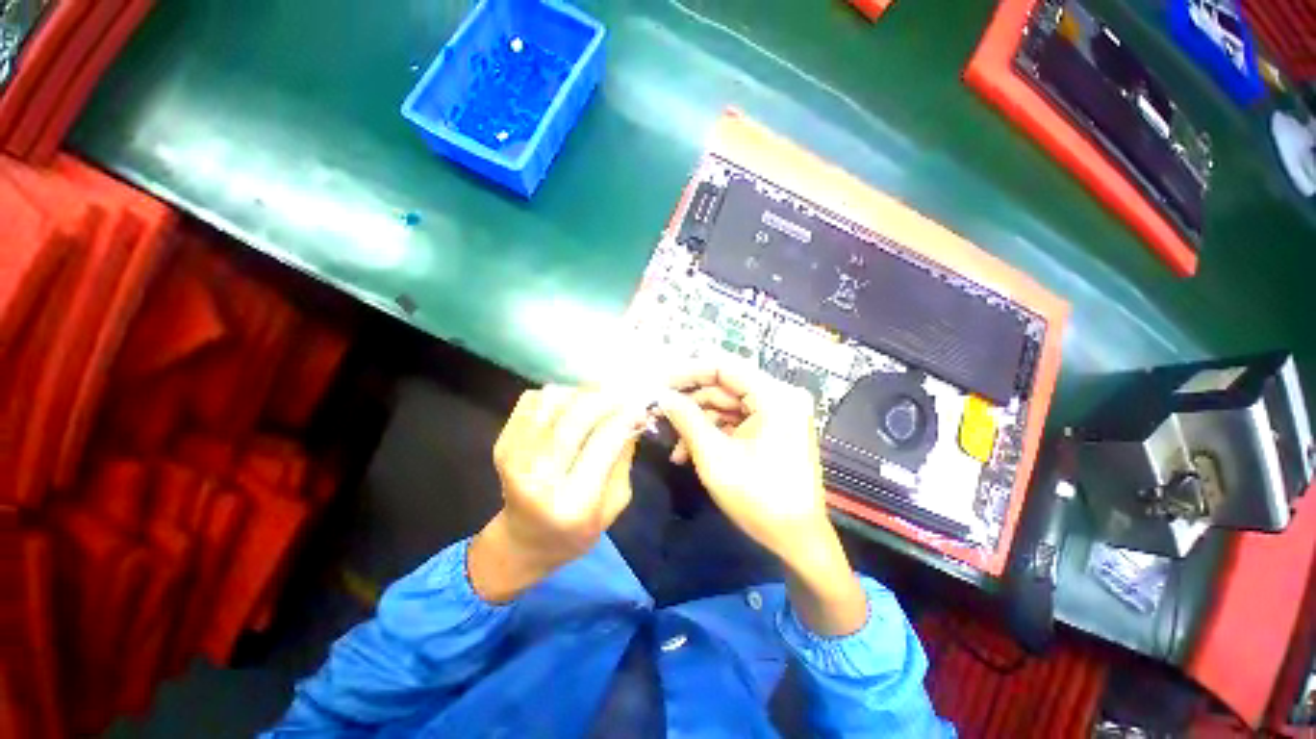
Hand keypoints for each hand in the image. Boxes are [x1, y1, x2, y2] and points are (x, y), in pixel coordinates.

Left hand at [469, 386, 645, 602]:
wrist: (524, 541)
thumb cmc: (578, 528)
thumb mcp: (615, 502)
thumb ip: (624, 456)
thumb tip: (634, 413)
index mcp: (573, 503)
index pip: (604, 442)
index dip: (625, 416)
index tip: (640, 405)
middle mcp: (538, 477)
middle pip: (575, 416)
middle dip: (605, 397)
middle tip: (622, 394)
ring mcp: (514, 456)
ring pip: (553, 400)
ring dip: (581, 394)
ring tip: (597, 400)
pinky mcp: (502, 442)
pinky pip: (533, 399)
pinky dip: (557, 395)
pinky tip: (571, 407)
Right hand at [658, 361, 830, 564]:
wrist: (797, 542)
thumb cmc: (758, 498)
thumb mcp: (714, 456)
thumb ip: (686, 419)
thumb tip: (662, 396)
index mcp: (774, 396)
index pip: (724, 367)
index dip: (688, 373)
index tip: (659, 385)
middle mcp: (779, 397)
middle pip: (724, 386)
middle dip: (690, 403)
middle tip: (659, 415)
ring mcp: (777, 414)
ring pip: (726, 406)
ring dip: (698, 423)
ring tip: (674, 447)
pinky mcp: (772, 429)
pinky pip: (736, 421)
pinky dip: (713, 433)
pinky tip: (690, 452)